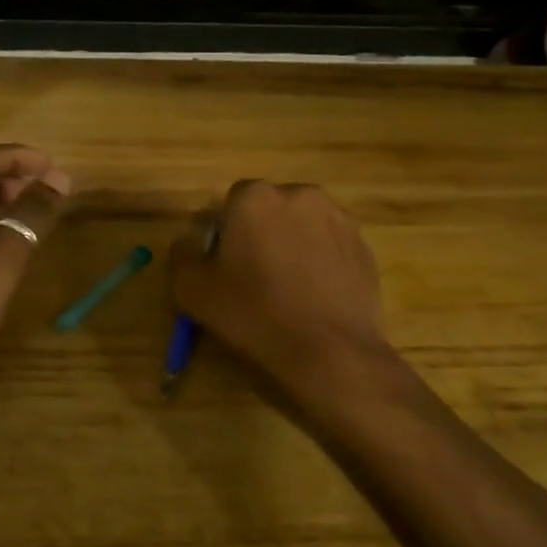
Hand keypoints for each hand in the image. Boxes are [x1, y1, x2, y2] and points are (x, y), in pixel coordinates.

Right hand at [169, 180, 392, 392]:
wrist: (330, 351)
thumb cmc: (254, 314)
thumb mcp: (193, 290)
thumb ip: (182, 255)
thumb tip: (188, 241)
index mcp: (255, 197)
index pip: (231, 202)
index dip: (226, 234)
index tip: (227, 266)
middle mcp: (300, 194)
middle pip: (271, 209)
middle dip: (262, 233)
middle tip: (256, 277)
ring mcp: (339, 218)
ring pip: (303, 225)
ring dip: (293, 244)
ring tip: (290, 289)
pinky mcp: (365, 246)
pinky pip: (332, 246)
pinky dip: (322, 262)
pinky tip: (316, 297)